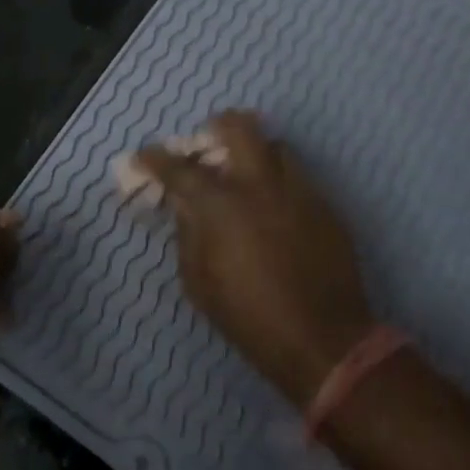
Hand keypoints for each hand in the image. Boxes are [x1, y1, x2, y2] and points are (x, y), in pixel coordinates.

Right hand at [134, 112, 374, 407]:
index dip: (155, 158)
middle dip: (217, 127)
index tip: (144, 156)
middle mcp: (260, 185)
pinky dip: (279, 181)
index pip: (179, 168)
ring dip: (255, 152)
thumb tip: (186, 206)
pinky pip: (298, 176)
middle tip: (208, 144)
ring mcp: (298, 190)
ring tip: (246, 174)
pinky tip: (275, 207)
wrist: (323, 341)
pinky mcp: (326, 206)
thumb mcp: (198, 282)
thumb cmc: (249, 317)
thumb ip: (188, 234)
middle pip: (239, 127)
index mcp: (221, 205)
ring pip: (276, 146)